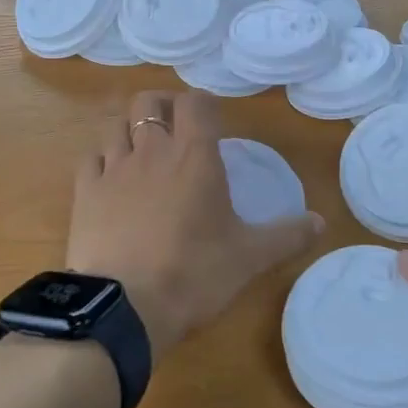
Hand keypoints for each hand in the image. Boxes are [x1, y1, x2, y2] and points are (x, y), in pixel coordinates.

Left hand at [67, 91, 322, 362]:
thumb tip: (322, 222)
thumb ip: (287, 235)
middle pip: (148, 102)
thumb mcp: (250, 257)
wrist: (124, 306)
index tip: (212, 120)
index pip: (196, 102)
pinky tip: (111, 178)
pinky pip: (91, 157)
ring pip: (116, 126)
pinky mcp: (84, 191)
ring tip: (143, 153)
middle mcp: (151, 150)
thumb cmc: (194, 274)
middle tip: (176, 128)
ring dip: (131, 130)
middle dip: (163, 106)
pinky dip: (103, 159)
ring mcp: (113, 168)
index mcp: (194, 155)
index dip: (203, 103)